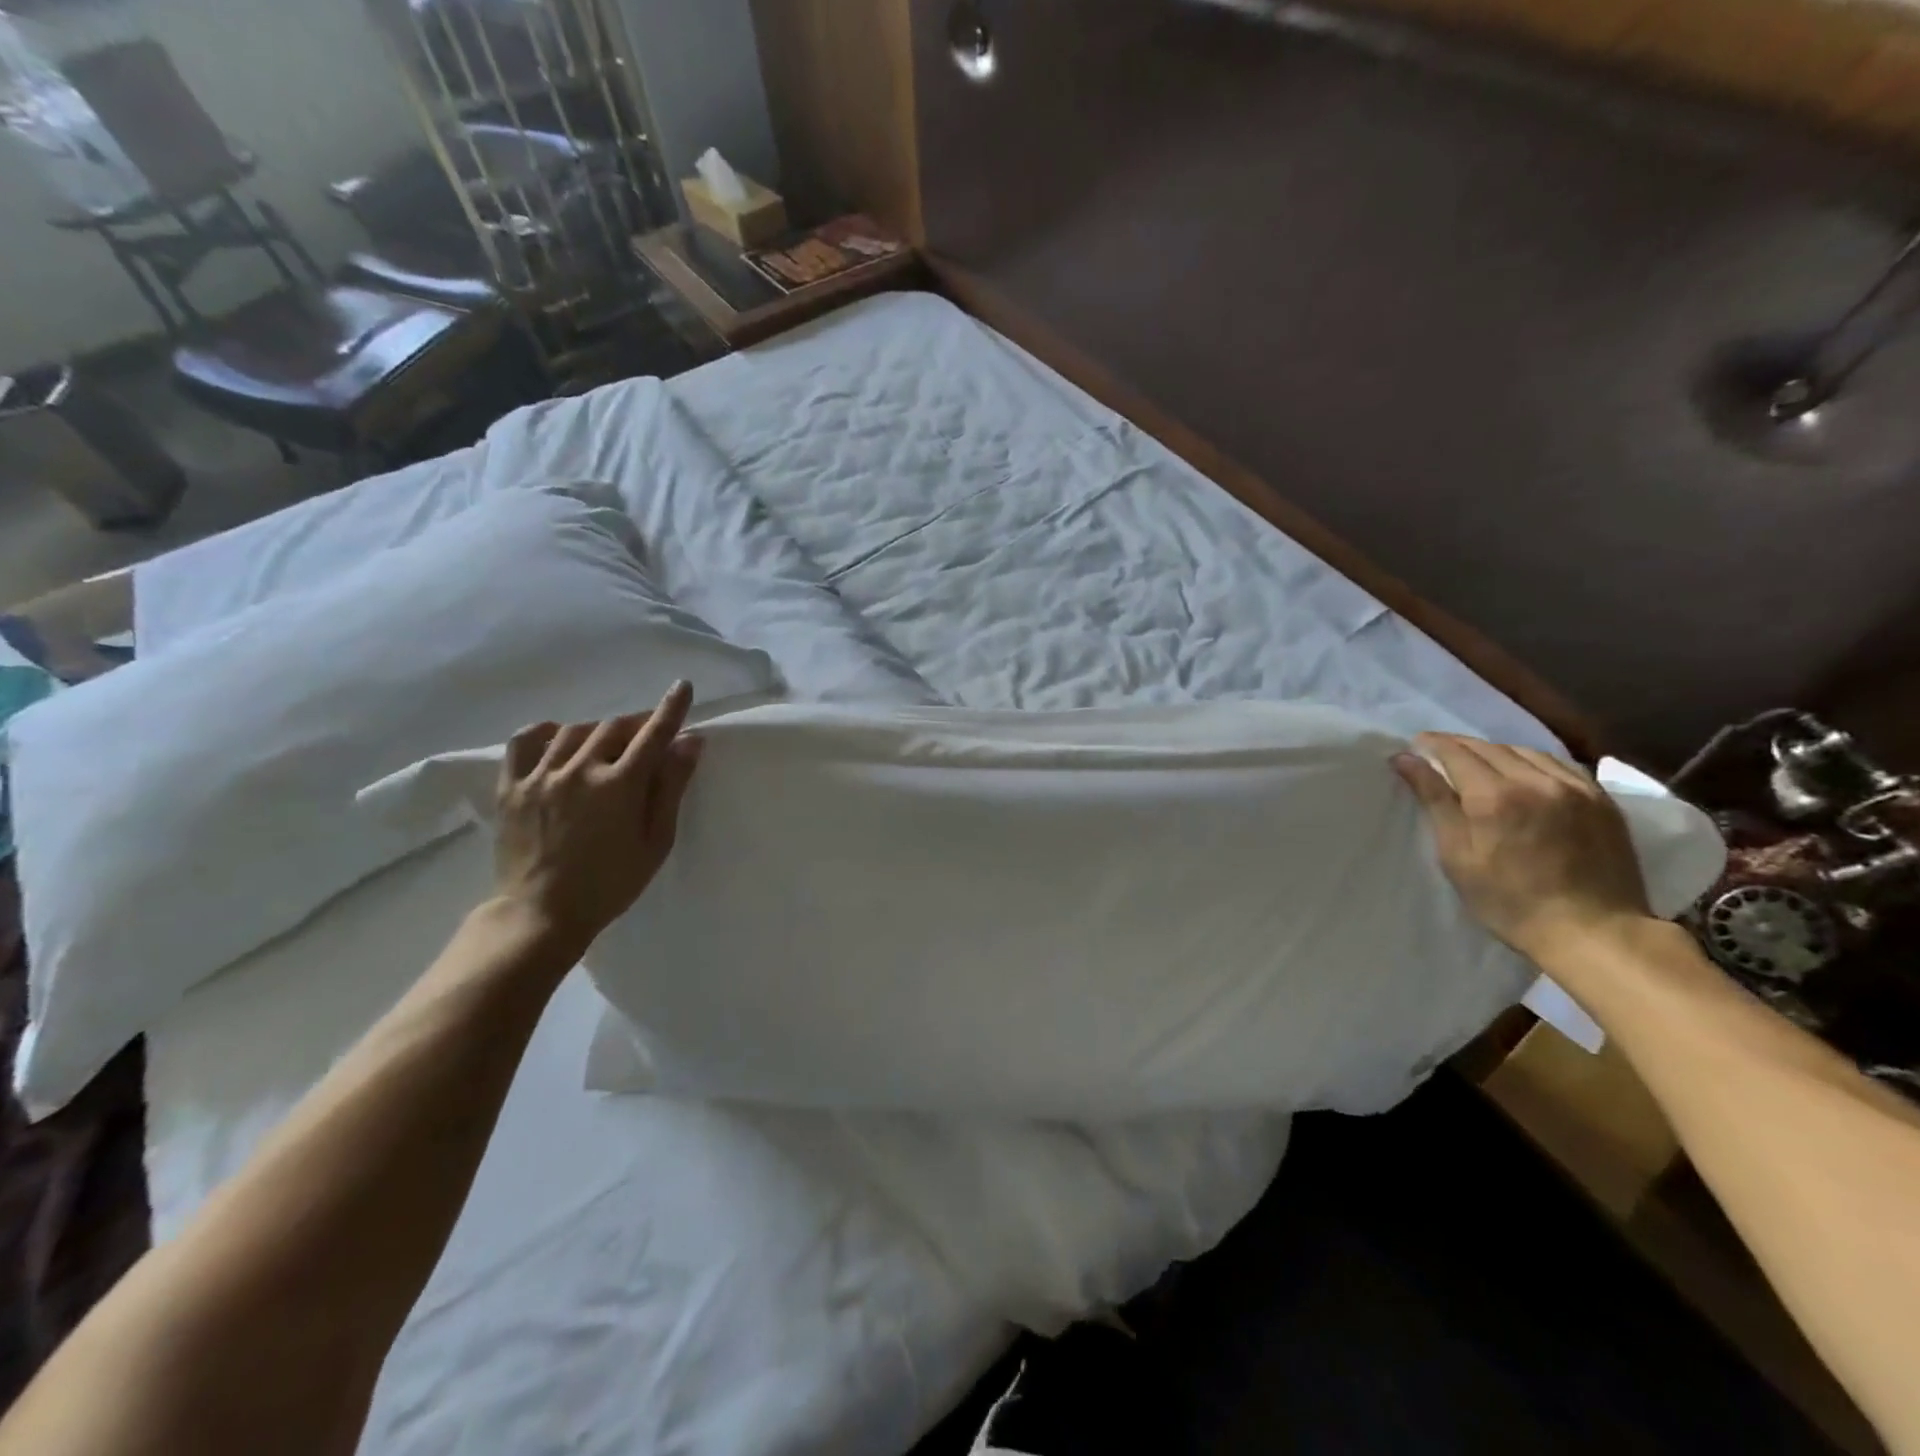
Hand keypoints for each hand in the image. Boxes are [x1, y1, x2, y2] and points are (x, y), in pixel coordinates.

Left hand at [492, 681, 703, 955]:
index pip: (653, 734)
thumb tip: (689, 742)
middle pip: (614, 727)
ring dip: (599, 730)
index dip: (671, 708)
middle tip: (648, 734)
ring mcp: (541, 776)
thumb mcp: (656, 841)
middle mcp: (579, 770)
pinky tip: (559, 737)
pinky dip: (546, 731)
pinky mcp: (511, 786)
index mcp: (620, 785)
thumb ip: (671, 788)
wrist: (542, 913)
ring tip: (608, 743)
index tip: (682, 686)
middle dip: (637, 724)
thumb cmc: (611, 883)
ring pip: (575, 731)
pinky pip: (524, 741)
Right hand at [1392, 734, 1652, 963]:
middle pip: (1490, 748)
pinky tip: (1524, 773)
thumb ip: (1434, 800)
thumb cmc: (1508, 901)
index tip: (1415, 745)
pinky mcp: (1601, 799)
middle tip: (1439, 753)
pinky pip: (1559, 764)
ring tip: (1480, 763)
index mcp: (1493, 796)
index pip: (1456, 753)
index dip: (1432, 744)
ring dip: (1496, 751)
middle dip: (1460, 746)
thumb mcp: (1457, 855)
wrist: (1594, 931)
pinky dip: (1532, 761)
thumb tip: (1405, 759)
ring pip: (1526, 751)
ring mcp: (1574, 787)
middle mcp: (1535, 781)